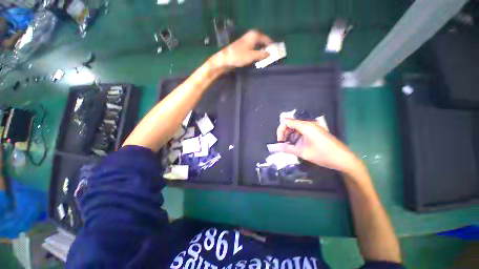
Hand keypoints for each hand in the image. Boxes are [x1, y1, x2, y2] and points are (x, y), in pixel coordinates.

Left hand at [210, 30, 272, 69]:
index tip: (276, 52)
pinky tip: (259, 59)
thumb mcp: (251, 56)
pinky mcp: (244, 48)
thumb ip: (262, 54)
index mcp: (254, 35)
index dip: (272, 45)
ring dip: (262, 52)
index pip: (266, 39)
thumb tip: (270, 54)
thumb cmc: (238, 56)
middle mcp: (251, 37)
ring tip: (267, 59)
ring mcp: (247, 42)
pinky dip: (258, 54)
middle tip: (272, 56)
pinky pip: (254, 50)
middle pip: (262, 42)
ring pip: (258, 46)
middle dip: (267, 49)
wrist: (225, 59)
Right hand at [277, 119, 363, 175]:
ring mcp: (313, 126)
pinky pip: (302, 130)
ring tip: (290, 145)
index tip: (280, 141)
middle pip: (290, 123)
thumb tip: (275, 147)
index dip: (280, 130)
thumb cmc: (323, 155)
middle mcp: (309, 123)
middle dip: (284, 132)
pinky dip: (296, 135)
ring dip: (290, 134)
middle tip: (283, 143)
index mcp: (305, 126)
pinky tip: (297, 144)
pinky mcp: (316, 130)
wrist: (343, 159)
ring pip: (296, 126)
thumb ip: (287, 148)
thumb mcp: (303, 153)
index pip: (286, 122)